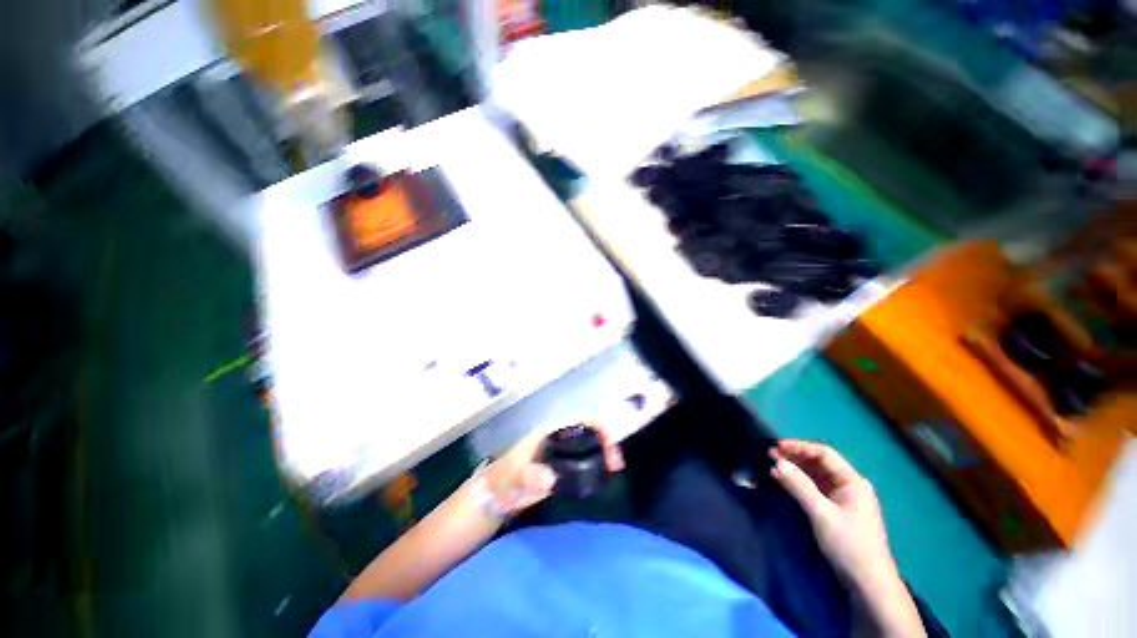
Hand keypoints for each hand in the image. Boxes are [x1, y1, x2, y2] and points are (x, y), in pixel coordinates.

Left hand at [481, 421, 624, 514]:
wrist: (495, 497)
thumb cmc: (503, 481)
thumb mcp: (513, 477)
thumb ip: (527, 477)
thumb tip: (550, 478)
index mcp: (551, 431)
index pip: (581, 419)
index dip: (599, 426)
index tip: (610, 447)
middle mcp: (560, 437)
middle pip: (590, 429)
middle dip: (607, 440)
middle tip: (616, 465)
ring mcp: (562, 452)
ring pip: (590, 443)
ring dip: (605, 452)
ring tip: (614, 470)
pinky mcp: (563, 467)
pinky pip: (585, 460)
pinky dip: (597, 464)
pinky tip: (603, 477)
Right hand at [769, 440, 896, 589]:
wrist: (867, 583)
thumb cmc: (848, 544)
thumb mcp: (821, 513)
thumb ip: (799, 486)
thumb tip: (777, 462)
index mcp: (852, 481)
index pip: (824, 454)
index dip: (799, 447)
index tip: (776, 446)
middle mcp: (849, 486)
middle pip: (819, 463)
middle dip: (794, 458)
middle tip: (769, 455)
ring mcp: (843, 499)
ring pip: (816, 476)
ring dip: (795, 470)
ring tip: (772, 467)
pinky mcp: (836, 510)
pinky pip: (815, 489)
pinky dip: (799, 484)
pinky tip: (784, 482)